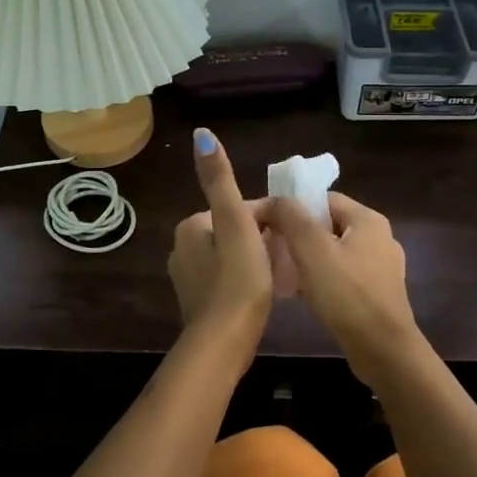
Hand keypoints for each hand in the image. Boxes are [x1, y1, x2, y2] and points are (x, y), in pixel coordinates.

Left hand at [168, 128, 274, 346]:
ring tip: (284, 273)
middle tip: (291, 254)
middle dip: (264, 238)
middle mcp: (182, 248)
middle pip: (237, 231)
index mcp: (191, 226)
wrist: (223, 342)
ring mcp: (189, 279)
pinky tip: (266, 292)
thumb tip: (201, 134)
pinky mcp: (200, 303)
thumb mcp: (235, 223)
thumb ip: (220, 181)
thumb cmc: (236, 279)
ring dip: (259, 258)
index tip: (293, 233)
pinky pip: (230, 279)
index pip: (241, 208)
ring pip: (234, 255)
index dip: (270, 217)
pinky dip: (248, 279)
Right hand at [264, 192, 417, 368]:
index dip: (292, 207)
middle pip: (328, 225)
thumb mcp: (312, 250)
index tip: (267, 223)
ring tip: (282, 273)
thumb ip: (290, 217)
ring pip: (335, 252)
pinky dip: (322, 279)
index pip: (323, 199)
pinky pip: (343, 276)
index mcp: (368, 220)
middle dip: (297, 235)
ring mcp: (382, 268)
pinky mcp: (378, 294)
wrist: (383, 350)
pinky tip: (303, 295)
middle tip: (270, 249)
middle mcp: (380, 238)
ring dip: (308, 259)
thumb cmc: (347, 294)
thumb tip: (272, 200)